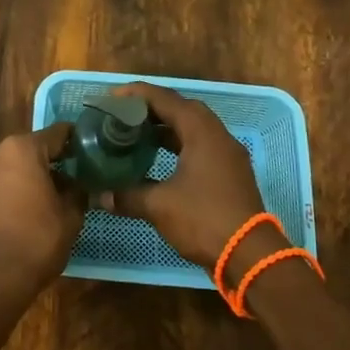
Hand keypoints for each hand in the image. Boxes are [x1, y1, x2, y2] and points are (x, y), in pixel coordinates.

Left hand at [0, 124, 85, 302]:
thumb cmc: (37, 241)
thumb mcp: (70, 215)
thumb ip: (77, 191)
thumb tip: (80, 185)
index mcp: (21, 149)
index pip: (57, 134)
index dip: (76, 142)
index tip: (89, 151)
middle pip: (30, 149)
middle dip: (50, 161)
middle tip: (72, 178)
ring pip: (11, 166)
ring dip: (28, 176)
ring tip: (49, 196)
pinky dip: (10, 190)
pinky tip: (25, 209)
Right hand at [98, 83, 264, 271]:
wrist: (249, 255)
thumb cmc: (203, 220)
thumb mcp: (159, 206)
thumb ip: (128, 195)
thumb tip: (100, 195)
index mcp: (202, 133)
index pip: (166, 100)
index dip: (138, 95)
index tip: (113, 96)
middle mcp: (218, 136)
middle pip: (183, 109)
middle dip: (153, 108)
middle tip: (126, 115)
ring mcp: (228, 155)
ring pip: (195, 129)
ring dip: (167, 128)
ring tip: (138, 134)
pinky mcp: (231, 173)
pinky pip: (202, 146)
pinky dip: (180, 145)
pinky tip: (161, 159)